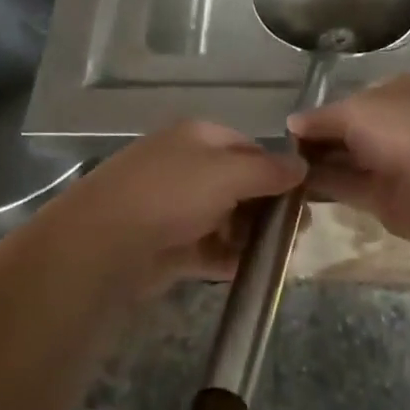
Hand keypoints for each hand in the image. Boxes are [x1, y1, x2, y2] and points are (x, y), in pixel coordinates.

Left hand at [28, 120, 304, 297]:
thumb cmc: (170, 194)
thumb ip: (268, 170)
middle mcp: (186, 167)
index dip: (277, 170)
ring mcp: (175, 207)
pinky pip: (208, 248)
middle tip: (299, 232)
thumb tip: (302, 166)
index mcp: (198, 138)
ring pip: (225, 218)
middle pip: (238, 184)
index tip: (305, 197)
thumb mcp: (227, 173)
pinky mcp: (167, 245)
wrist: (103, 242)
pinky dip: (230, 258)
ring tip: (282, 256)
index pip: (248, 147)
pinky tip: (253, 272)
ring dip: (251, 235)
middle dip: (267, 206)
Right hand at [287, 76, 409, 246]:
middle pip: (348, 131)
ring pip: (347, 160)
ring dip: (317, 164)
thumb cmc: (400, 129)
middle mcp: (396, 125)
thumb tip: (291, 123)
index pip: (353, 99)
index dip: (322, 112)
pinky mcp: (386, 197)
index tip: (290, 126)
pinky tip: (294, 187)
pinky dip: (325, 187)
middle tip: (278, 150)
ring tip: (280, 168)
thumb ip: (320, 117)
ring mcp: (393, 162)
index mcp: (395, 92)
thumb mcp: (352, 111)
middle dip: (317, 139)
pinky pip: (348, 187)